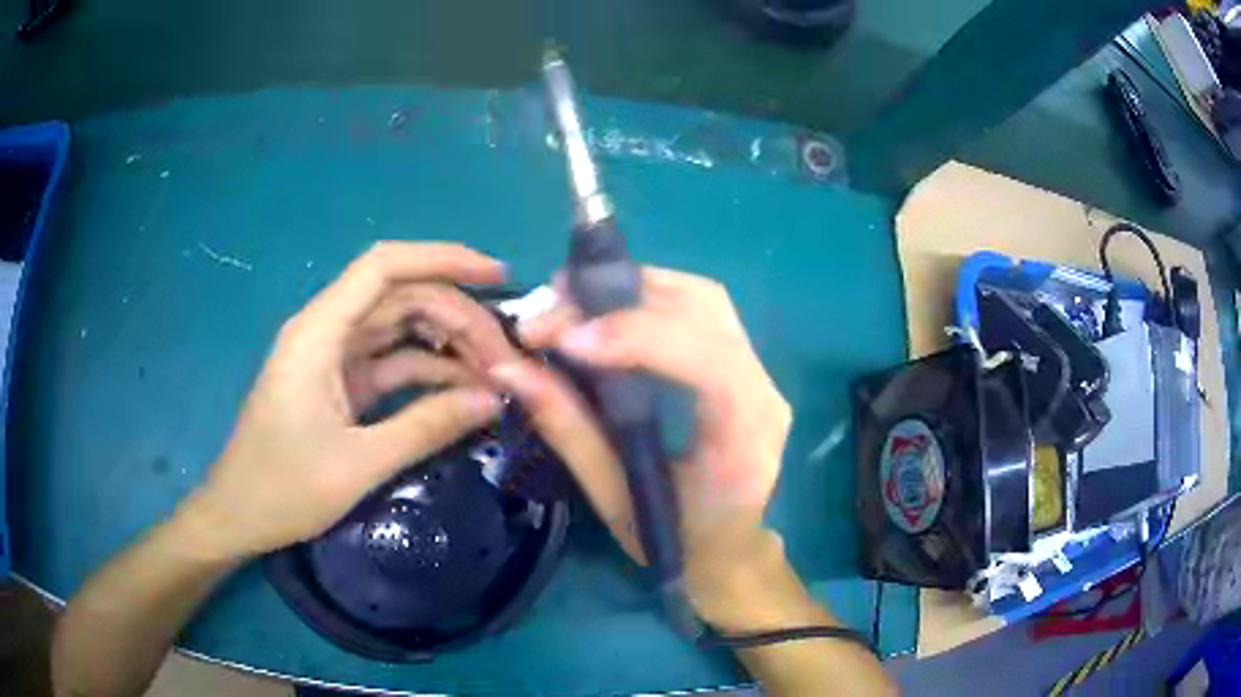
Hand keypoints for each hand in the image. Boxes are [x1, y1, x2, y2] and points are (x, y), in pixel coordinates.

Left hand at [181, 242, 516, 559]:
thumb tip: (494, 400)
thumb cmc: (284, 488)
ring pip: (401, 329)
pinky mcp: (341, 383)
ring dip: (447, 344)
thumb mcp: (359, 464)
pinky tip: (463, 391)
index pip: (384, 267)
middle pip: (401, 298)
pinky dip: (428, 372)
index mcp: (319, 332)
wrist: (239, 516)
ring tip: (496, 374)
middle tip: (507, 359)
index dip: (443, 258)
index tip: (497, 276)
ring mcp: (334, 357)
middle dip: (457, 318)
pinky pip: (393, 363)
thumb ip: (427, 427)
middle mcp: (327, 330)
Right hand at [487, 268, 792, 624]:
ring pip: (704, 300)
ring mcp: (761, 375)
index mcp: (744, 442)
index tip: (566, 339)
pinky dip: (650, 297)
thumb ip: (567, 428)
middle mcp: (765, 395)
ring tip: (572, 298)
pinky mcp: (745, 366)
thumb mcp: (613, 499)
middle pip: (706, 310)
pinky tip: (607, 308)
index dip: (637, 336)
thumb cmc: (675, 543)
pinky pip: (703, 311)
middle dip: (623, 298)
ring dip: (635, 287)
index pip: (708, 363)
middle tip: (552, 304)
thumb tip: (508, 366)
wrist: (727, 552)